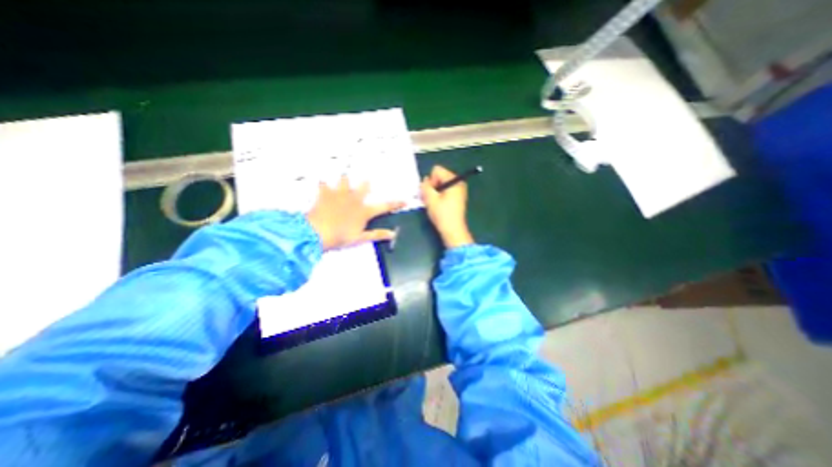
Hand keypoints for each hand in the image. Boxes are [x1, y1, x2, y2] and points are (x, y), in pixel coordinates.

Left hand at [309, 176, 407, 250]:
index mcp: (364, 211)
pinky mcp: (325, 193)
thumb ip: (377, 234)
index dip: (396, 204)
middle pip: (364, 187)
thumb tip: (393, 234)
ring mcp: (339, 194)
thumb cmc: (341, 237)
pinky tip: (321, 183)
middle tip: (367, 183)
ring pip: (345, 180)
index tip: (405, 200)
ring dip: (345, 180)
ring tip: (344, 179)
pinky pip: (323, 184)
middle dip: (367, 184)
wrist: (316, 233)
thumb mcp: (361, 238)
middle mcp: (354, 199)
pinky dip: (323, 184)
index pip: (384, 206)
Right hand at [424, 167, 473, 248]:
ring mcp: (459, 190)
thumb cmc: (442, 214)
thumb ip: (425, 186)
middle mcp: (459, 183)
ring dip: (435, 192)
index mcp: (454, 180)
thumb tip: (425, 180)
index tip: (431, 193)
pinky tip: (438, 206)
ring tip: (433, 203)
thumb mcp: (430, 198)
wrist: (453, 231)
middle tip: (430, 199)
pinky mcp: (458, 198)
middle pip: (440, 176)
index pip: (437, 170)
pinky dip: (440, 196)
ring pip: (441, 184)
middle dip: (432, 186)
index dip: (430, 180)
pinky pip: (445, 191)